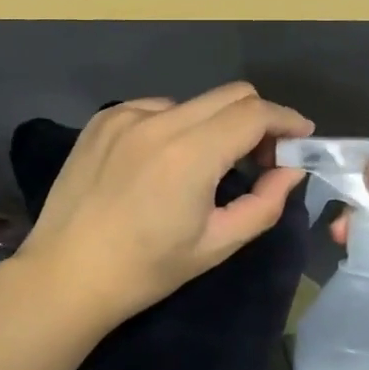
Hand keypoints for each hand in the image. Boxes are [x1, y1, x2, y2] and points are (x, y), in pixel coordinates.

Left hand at [15, 83, 313, 329]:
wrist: (67, 274)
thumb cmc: (146, 269)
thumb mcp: (216, 244)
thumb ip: (264, 204)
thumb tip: (290, 171)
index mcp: (190, 153)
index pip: (255, 113)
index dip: (286, 120)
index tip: (301, 137)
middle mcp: (158, 121)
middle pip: (230, 94)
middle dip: (257, 118)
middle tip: (261, 156)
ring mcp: (125, 116)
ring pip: (192, 102)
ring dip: (213, 125)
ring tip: (204, 167)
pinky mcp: (102, 120)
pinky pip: (155, 109)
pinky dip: (174, 127)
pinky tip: (161, 163)